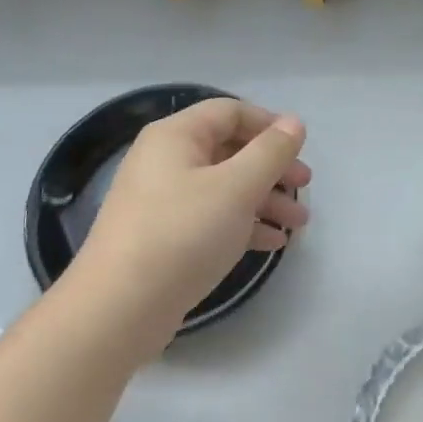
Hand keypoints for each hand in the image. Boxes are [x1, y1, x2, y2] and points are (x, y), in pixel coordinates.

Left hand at [76, 98, 309, 351]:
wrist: (118, 309)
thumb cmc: (182, 234)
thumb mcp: (236, 188)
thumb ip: (270, 152)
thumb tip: (294, 122)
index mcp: (176, 136)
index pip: (230, 112)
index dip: (269, 125)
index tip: (301, 149)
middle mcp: (165, 160)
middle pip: (229, 150)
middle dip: (272, 168)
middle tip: (304, 189)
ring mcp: (162, 200)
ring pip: (224, 187)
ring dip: (264, 200)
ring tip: (298, 225)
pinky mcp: (164, 236)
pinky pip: (211, 217)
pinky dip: (243, 224)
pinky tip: (271, 243)